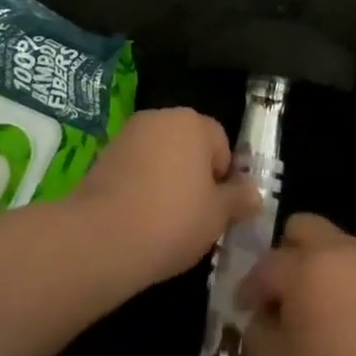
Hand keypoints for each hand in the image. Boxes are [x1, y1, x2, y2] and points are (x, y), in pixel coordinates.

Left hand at [74, 108, 259, 288]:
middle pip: (188, 144)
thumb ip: (239, 200)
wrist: (100, 238)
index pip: (220, 142)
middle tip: (194, 215)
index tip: (217, 208)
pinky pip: (133, 169)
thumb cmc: (172, 219)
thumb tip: (255, 194)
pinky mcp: (102, 157)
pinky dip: (139, 187)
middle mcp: (160, 117)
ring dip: (165, 180)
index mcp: (193, 122)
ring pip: (159, 156)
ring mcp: (127, 135)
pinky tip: (137, 220)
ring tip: (163, 222)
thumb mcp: (217, 216)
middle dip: (193, 174)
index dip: (223, 176)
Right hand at [238, 214, 355, 355]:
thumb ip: (258, 332)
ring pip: (334, 244)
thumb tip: (263, 317)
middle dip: (285, 253)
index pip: (265, 264)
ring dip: (317, 265)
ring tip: (313, 310)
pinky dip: (344, 281)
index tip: (243, 311)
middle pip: (303, 227)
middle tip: (280, 296)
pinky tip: (344, 322)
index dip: (248, 288)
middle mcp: (339, 251)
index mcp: (304, 266)